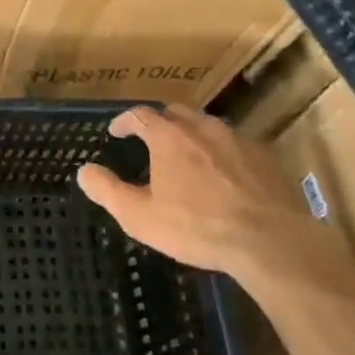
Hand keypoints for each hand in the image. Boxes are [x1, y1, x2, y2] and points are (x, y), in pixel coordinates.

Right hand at [75, 105, 328, 281]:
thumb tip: (83, 171)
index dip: (125, 122)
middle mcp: (201, 128)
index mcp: (168, 137)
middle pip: (176, 113)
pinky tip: (225, 175)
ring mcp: (236, 139)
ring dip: (193, 135)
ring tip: (189, 156)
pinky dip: (223, 153)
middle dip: (160, 122)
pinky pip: (236, 145)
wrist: (271, 241)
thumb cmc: (198, 227)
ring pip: (208, 127)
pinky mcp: (265, 157)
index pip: (139, 115)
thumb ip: (108, 191)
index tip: (116, 132)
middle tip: (152, 140)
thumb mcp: (141, 216)